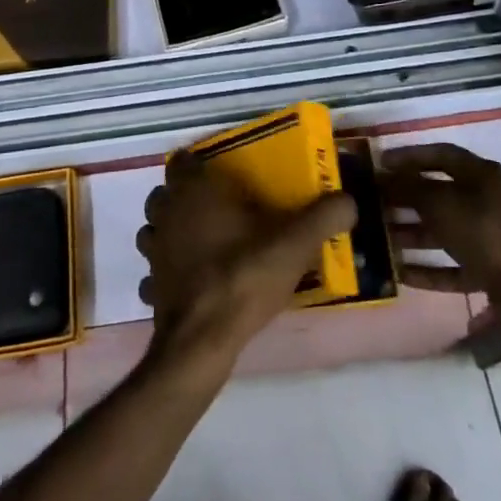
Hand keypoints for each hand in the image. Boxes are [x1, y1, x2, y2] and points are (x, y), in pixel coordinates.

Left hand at [137, 151, 355, 368]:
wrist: (202, 340)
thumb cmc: (243, 276)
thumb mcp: (293, 244)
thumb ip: (323, 217)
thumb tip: (349, 200)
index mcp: (195, 192)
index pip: (183, 160)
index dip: (200, 164)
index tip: (223, 174)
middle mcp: (167, 213)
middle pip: (167, 193)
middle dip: (187, 196)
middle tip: (220, 208)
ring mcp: (154, 250)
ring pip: (155, 227)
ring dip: (173, 230)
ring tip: (204, 242)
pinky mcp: (151, 284)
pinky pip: (155, 269)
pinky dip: (169, 270)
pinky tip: (192, 281)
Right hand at [380, 144, 500, 310]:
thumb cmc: (488, 236)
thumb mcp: (444, 206)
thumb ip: (411, 189)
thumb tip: (386, 176)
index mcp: (481, 175)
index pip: (440, 154)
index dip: (408, 156)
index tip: (379, 163)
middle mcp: (487, 200)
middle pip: (439, 193)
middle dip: (405, 199)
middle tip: (373, 205)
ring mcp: (490, 237)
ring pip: (444, 230)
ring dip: (412, 234)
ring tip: (379, 240)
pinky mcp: (491, 271)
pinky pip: (453, 265)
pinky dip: (429, 268)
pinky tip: (400, 274)